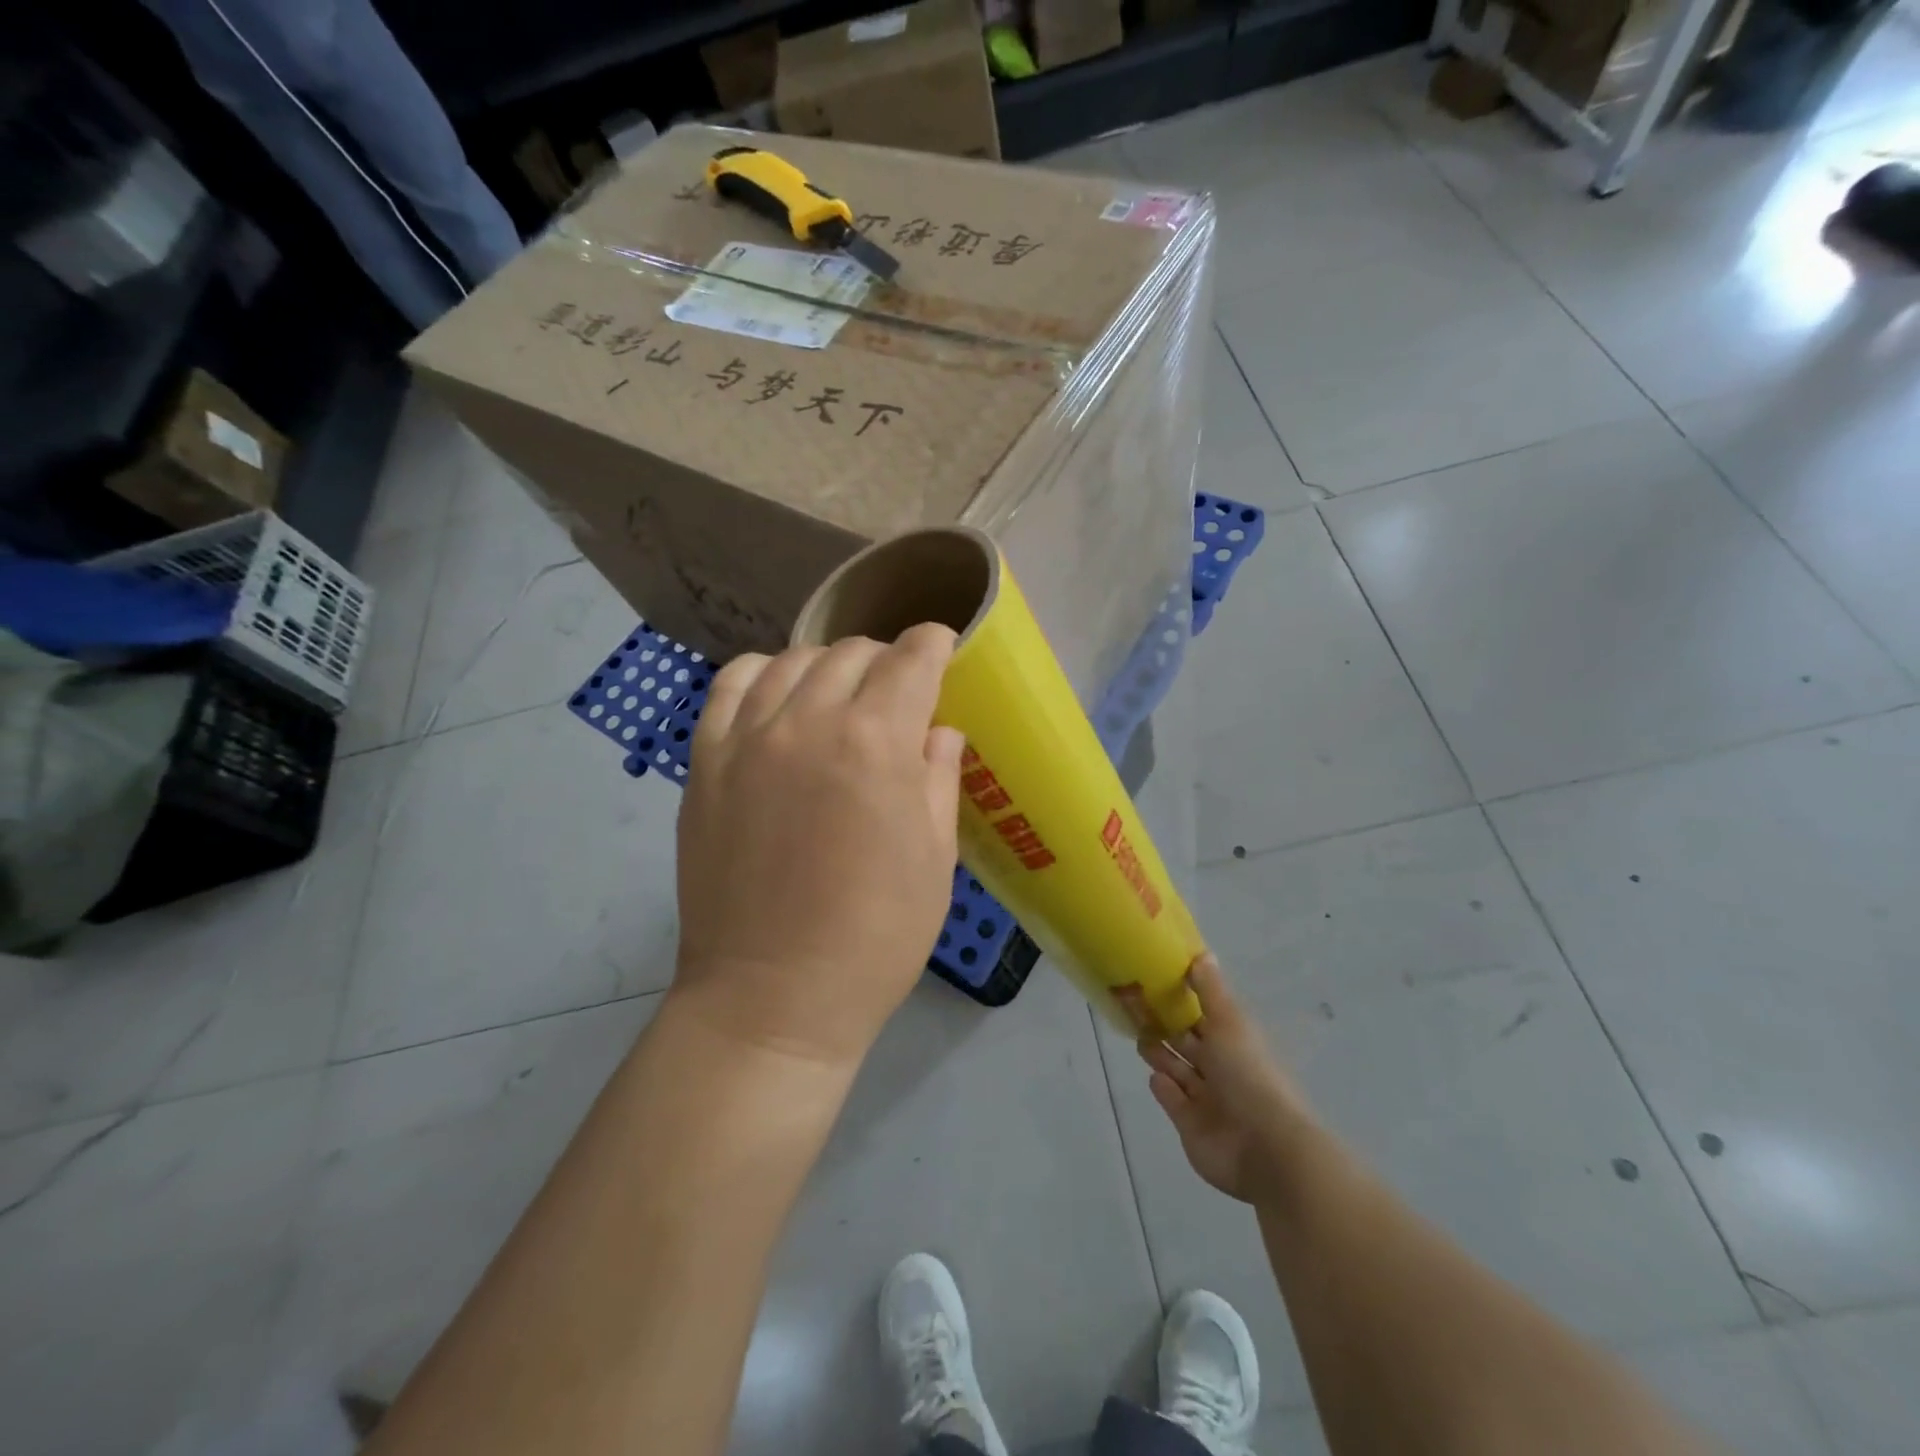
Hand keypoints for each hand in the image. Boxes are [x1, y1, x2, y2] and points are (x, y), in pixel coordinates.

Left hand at [672, 624, 964, 1070]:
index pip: (911, 659)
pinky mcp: (705, 762)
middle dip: (886, 660)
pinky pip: (731, 685)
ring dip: (828, 665)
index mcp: (875, 743)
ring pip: (792, 660)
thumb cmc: (874, 938)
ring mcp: (746, 738)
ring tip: (841, 695)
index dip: (934, 645)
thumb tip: (938, 730)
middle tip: (899, 691)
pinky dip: (763, 674)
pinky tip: (779, 699)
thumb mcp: (934, 860)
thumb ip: (938, 778)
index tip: (943, 650)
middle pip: (851, 652)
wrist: (771, 999)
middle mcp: (807, 721)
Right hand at [1137, 955, 1313, 1202]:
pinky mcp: (1191, 1126)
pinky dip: (1164, 1088)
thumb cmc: (1248, 1074)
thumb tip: (1201, 953)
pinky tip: (1154, 1077)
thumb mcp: (1229, 1022)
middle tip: (1136, 1008)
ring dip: (1161, 1055)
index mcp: (1236, 1042)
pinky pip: (1173, 1102)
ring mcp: (1208, 1100)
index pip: (1207, 1016)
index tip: (1156, 982)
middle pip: (1190, 1044)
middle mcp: (1223, 1069)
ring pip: (1179, 1071)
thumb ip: (1210, 990)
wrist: (1263, 1147)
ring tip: (1139, 1038)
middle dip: (1167, 1027)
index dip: (1185, 1000)